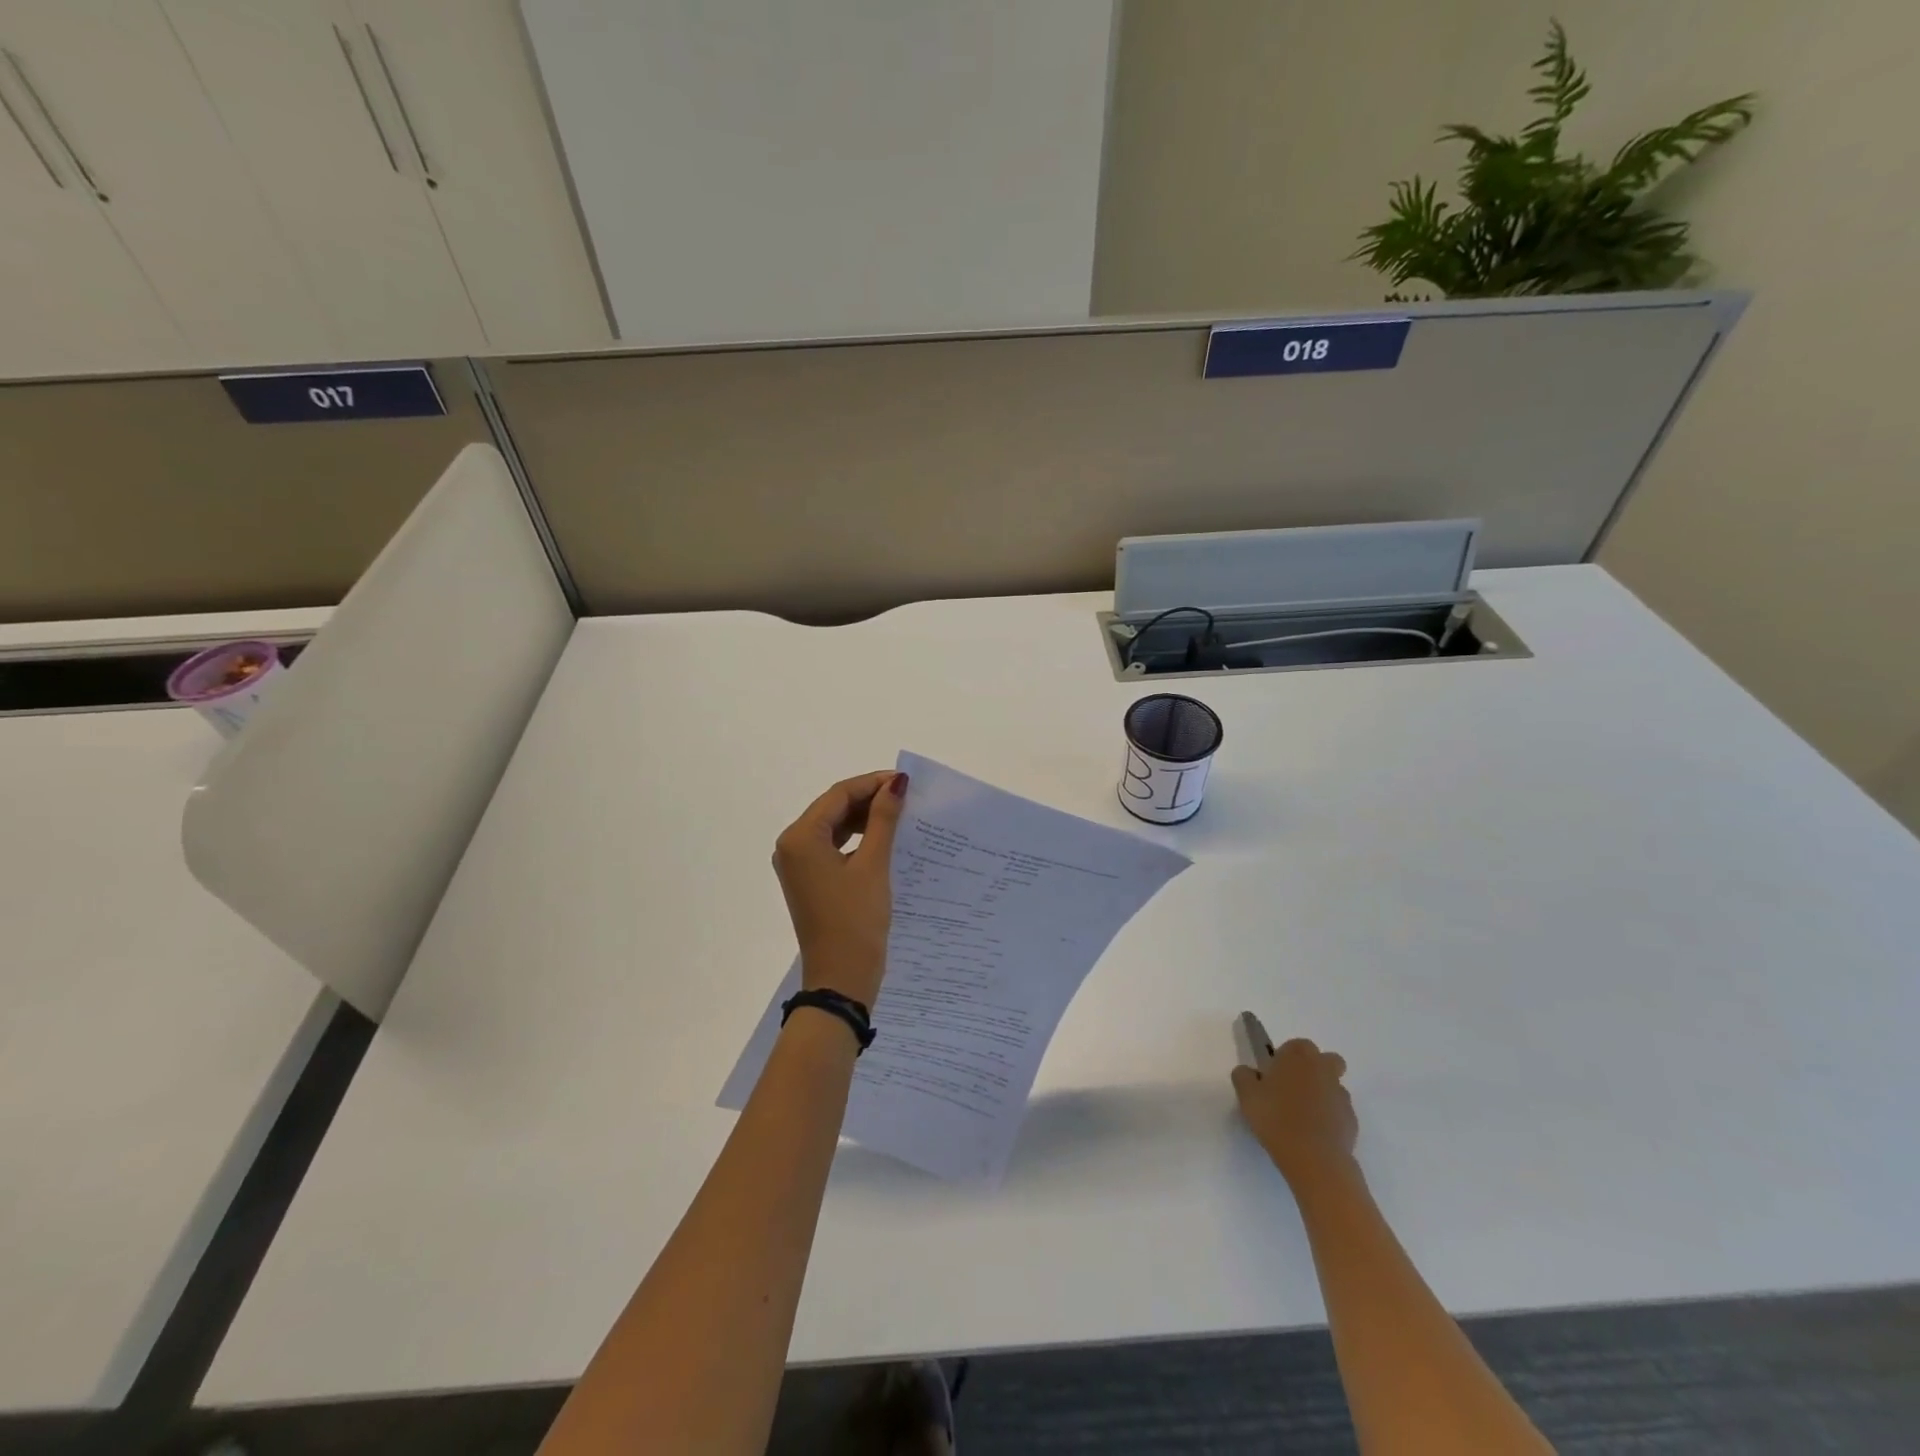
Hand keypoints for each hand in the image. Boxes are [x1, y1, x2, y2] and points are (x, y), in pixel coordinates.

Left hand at [772, 770, 908, 1008]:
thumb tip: (896, 782)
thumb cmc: (856, 920)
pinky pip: (833, 846)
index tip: (906, 782)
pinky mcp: (809, 880)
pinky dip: (857, 839)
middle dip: (869, 799)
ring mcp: (798, 864)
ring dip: (864, 818)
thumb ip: (884, 819)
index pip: (838, 795)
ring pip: (834, 826)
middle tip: (907, 797)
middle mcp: (792, 846)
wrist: (841, 979)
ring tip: (900, 815)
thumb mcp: (873, 865)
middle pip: (833, 808)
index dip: (872, 783)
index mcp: (801, 838)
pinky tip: (883, 839)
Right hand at [1232, 1037, 1358, 1190]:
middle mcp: (1323, 1069)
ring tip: (1302, 1117)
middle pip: (1325, 1060)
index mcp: (1298, 1055)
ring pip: (1333, 1086)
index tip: (1274, 1076)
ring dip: (1322, 1094)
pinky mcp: (1351, 1121)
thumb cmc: (1276, 1117)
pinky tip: (1314, 1134)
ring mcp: (1341, 1095)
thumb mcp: (1246, 1094)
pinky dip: (1329, 1118)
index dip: (1285, 1058)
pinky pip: (1339, 1112)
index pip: (1295, 1045)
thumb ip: (1244, 1076)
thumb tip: (1249, 1072)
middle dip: (1313, 1069)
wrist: (1314, 1158)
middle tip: (1293, 1089)